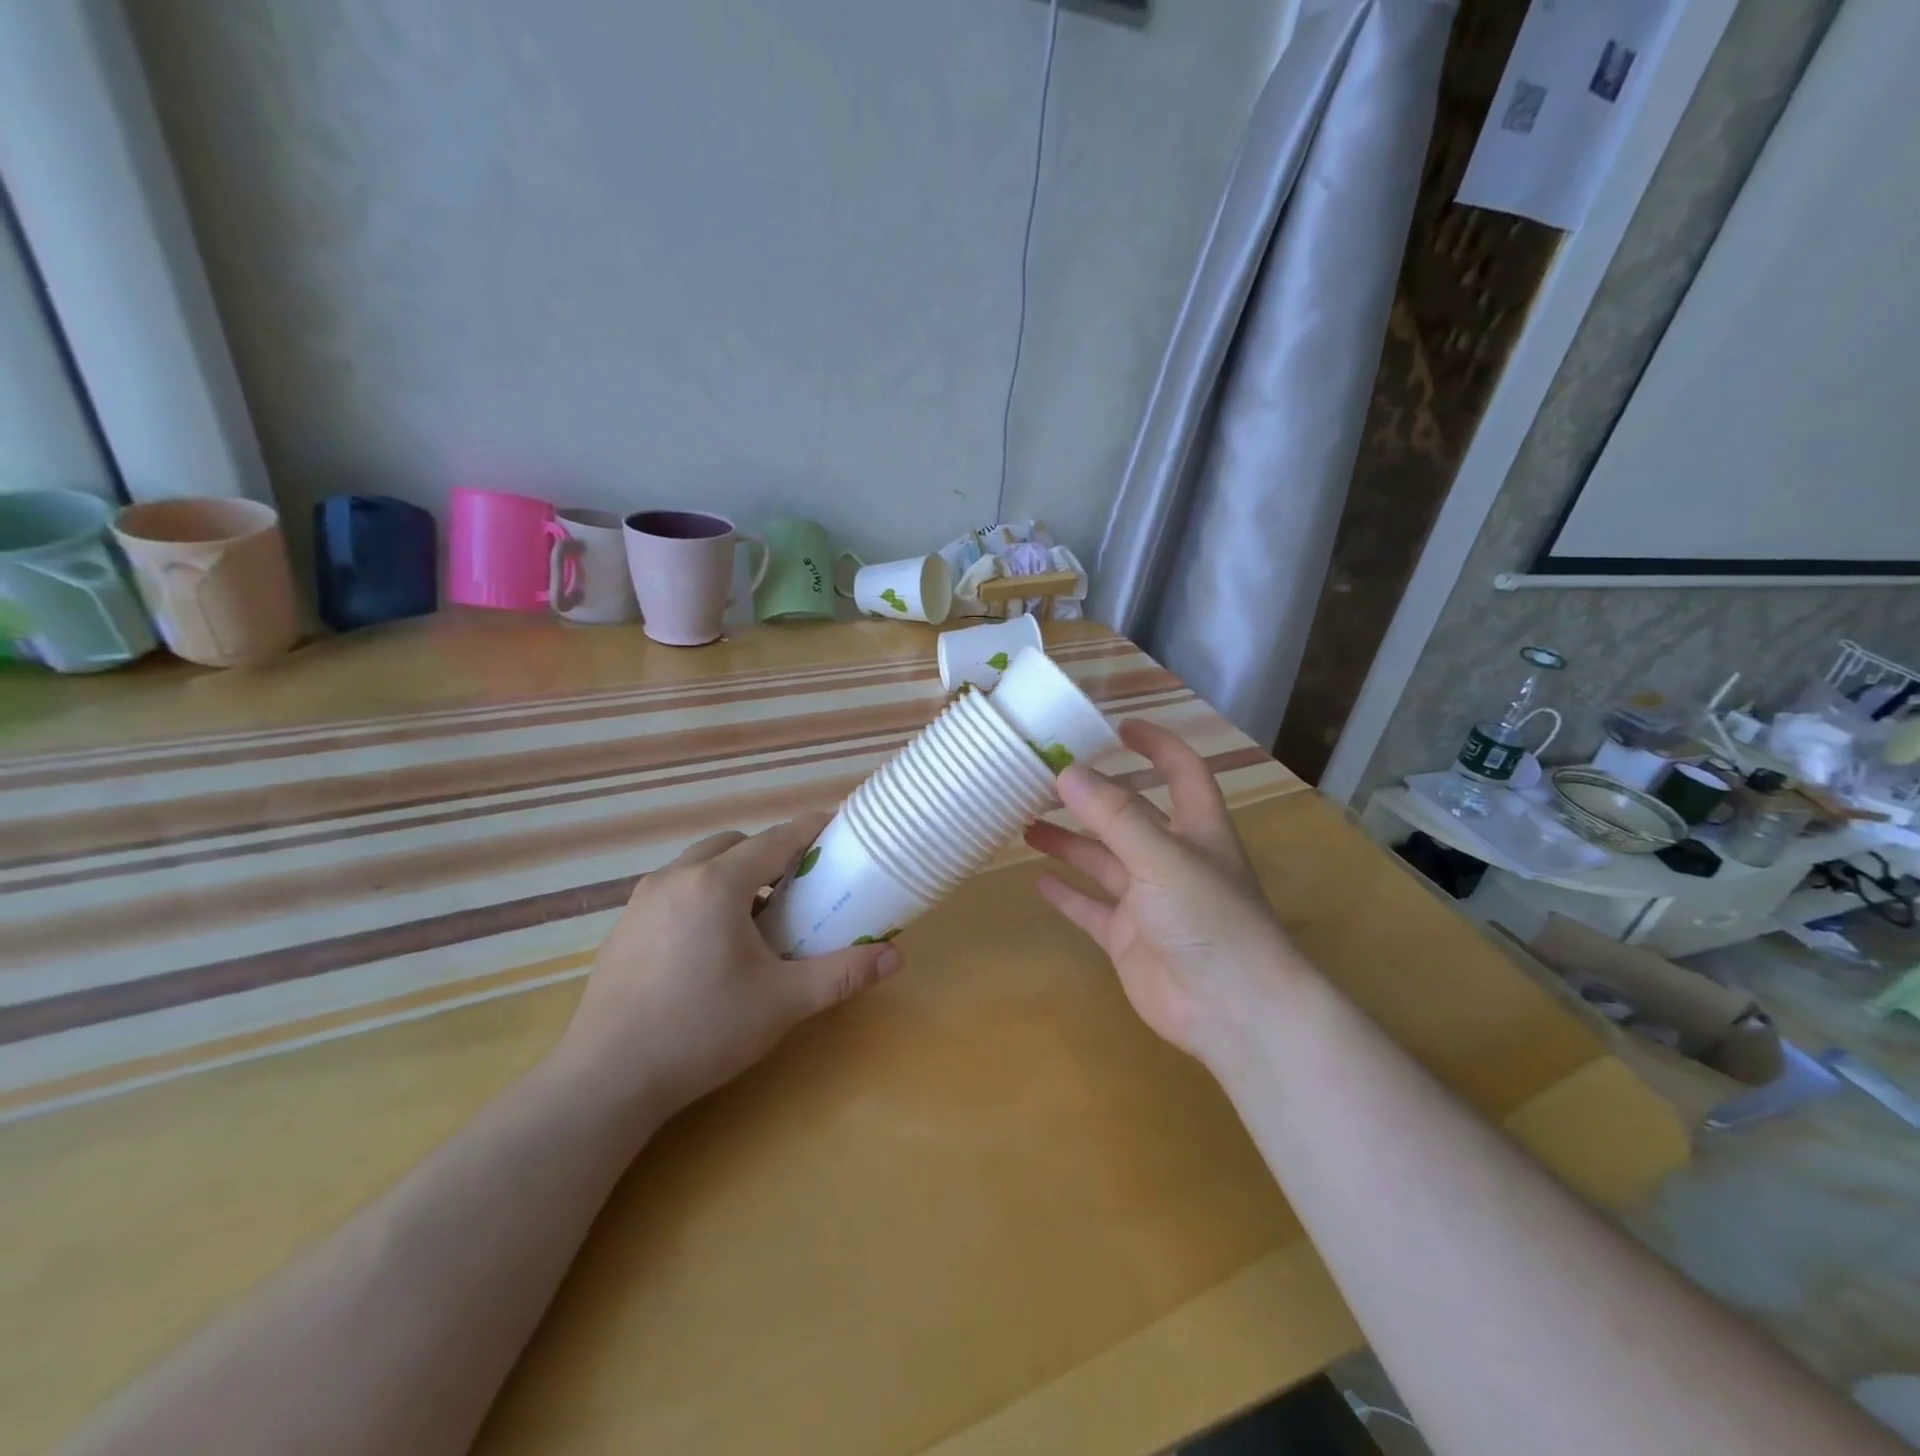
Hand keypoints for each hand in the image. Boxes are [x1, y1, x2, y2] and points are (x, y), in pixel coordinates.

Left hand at [550, 815, 902, 1118]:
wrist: (606, 1080)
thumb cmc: (702, 1031)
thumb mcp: (783, 1002)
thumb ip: (841, 973)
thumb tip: (895, 957)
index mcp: (718, 884)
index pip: (776, 839)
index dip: (812, 830)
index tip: (839, 830)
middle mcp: (676, 877)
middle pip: (735, 844)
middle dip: (770, 853)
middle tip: (799, 887)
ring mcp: (642, 900)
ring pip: (699, 864)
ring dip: (734, 874)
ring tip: (757, 917)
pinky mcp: (624, 927)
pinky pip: (675, 890)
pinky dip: (703, 895)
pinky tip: (711, 944)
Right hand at [1024, 720, 1302, 1071]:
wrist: (1232, 1011)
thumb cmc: (1210, 919)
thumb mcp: (1162, 857)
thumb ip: (1114, 815)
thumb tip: (1065, 772)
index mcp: (1196, 829)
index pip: (1181, 771)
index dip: (1156, 744)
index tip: (1118, 726)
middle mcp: (1172, 859)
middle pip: (1129, 815)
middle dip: (1092, 796)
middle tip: (1044, 778)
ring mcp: (1149, 901)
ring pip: (1103, 860)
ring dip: (1069, 842)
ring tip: (1025, 822)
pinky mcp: (1129, 939)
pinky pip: (1092, 909)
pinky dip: (1068, 894)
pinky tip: (1038, 880)